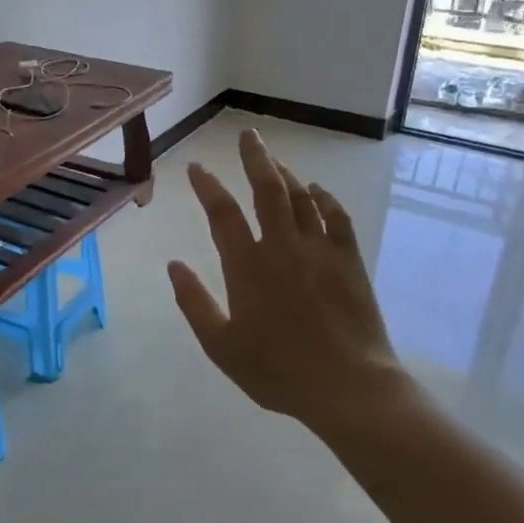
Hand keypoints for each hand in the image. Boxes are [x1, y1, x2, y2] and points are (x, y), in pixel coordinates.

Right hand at [167, 129, 406, 433]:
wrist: (348, 387)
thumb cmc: (277, 370)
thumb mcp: (221, 345)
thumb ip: (194, 302)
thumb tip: (173, 264)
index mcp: (247, 266)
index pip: (222, 213)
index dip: (207, 186)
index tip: (197, 167)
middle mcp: (282, 247)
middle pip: (267, 190)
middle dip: (254, 159)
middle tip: (248, 135)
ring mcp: (320, 250)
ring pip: (301, 198)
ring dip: (285, 174)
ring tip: (274, 160)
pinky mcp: (349, 261)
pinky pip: (337, 217)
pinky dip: (325, 199)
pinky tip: (316, 190)